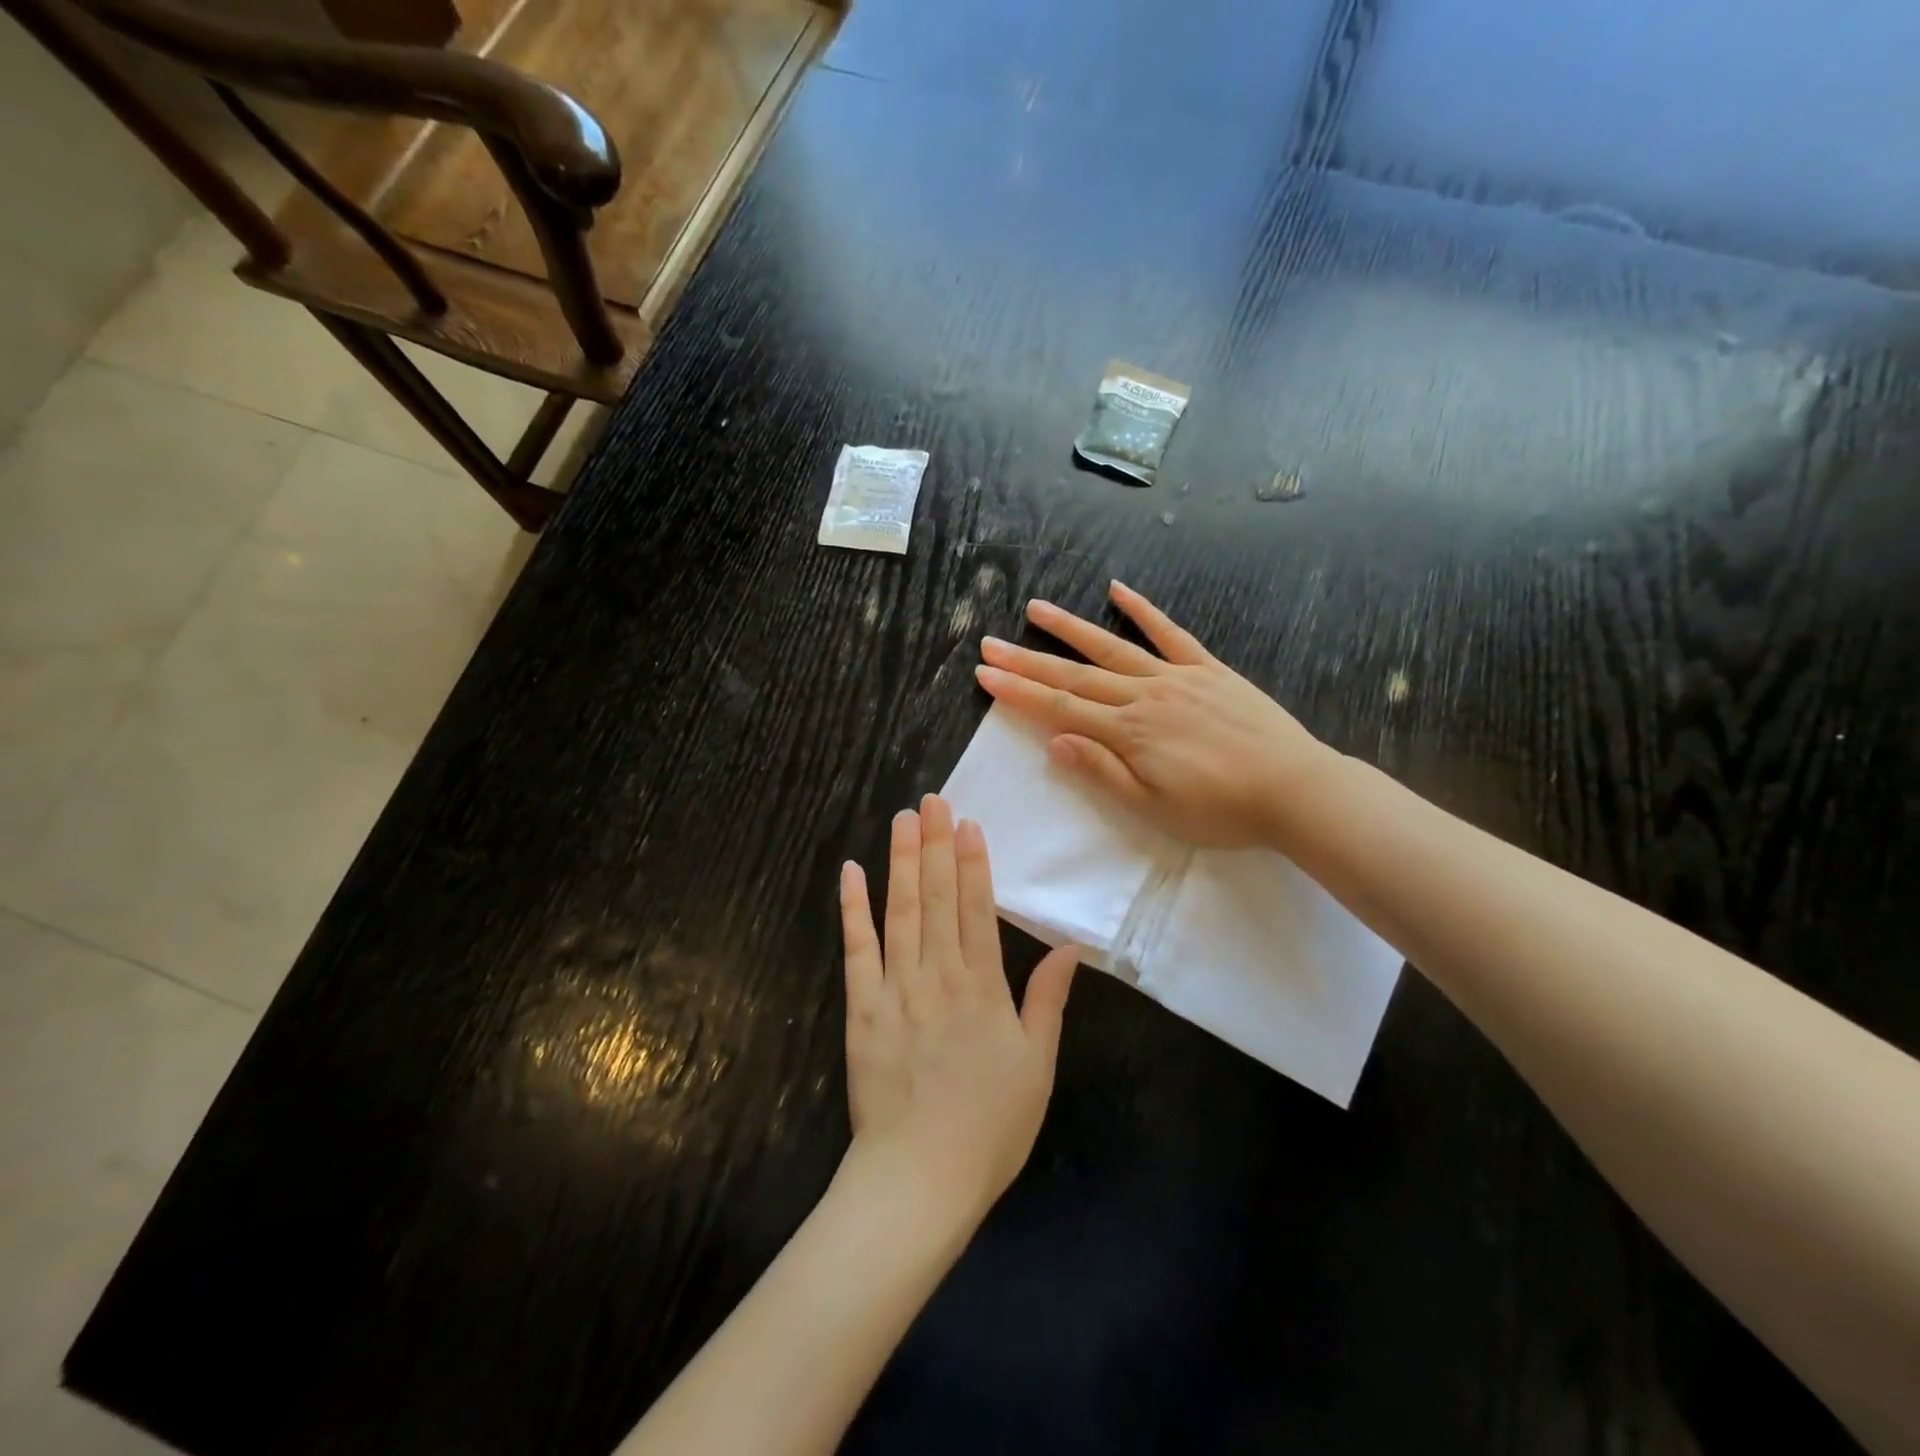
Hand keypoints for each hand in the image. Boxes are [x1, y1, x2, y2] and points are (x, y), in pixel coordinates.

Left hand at [839, 797, 1080, 1222]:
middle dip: (936, 845)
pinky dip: (853, 909)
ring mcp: (895, 989)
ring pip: (899, 912)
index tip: (967, 823)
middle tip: (932, 799)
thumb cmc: (989, 1126)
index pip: (977, 910)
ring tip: (902, 819)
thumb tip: (1070, 948)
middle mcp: (939, 976)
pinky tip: (851, 873)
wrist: (919, 1178)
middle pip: (938, 899)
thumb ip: (1048, 1001)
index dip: (973, 863)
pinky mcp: (861, 1009)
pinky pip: (856, 950)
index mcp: (983, 988)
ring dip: (901, 862)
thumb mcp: (1038, 1066)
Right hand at [973, 580, 1331, 848]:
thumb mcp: (1154, 809)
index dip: (1019, 692)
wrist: (1294, 790)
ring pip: (1112, 648)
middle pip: (1075, 676)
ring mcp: (1177, 678)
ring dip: (1071, 629)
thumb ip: (1103, 772)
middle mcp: (1144, 696)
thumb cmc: (1221, 810)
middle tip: (990, 644)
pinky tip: (1118, 590)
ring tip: (1036, 609)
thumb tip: (1055, 742)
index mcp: (1128, 733)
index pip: (1060, 708)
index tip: (985, 674)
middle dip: (1028, 661)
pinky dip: (1143, 611)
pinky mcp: (1208, 670)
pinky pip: (1171, 634)